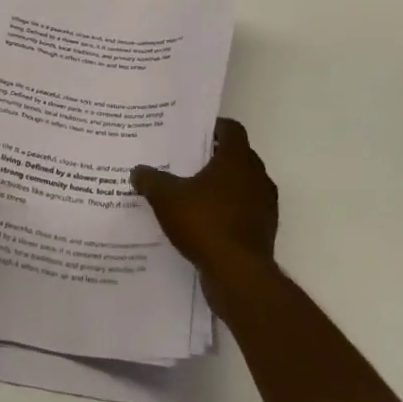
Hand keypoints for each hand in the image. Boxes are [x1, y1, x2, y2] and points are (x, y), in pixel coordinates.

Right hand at [132, 118, 277, 281]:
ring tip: (195, 193)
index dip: (214, 127)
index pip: (232, 129)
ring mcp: (265, 205)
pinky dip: (230, 212)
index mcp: (237, 159)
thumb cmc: (205, 223)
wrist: (239, 275)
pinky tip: (206, 223)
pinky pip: (245, 211)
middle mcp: (257, 176)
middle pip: (239, 156)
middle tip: (189, 161)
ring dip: (224, 186)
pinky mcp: (264, 231)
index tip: (195, 132)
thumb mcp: (166, 198)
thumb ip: (151, 180)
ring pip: (244, 185)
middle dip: (216, 157)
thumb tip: (137, 171)